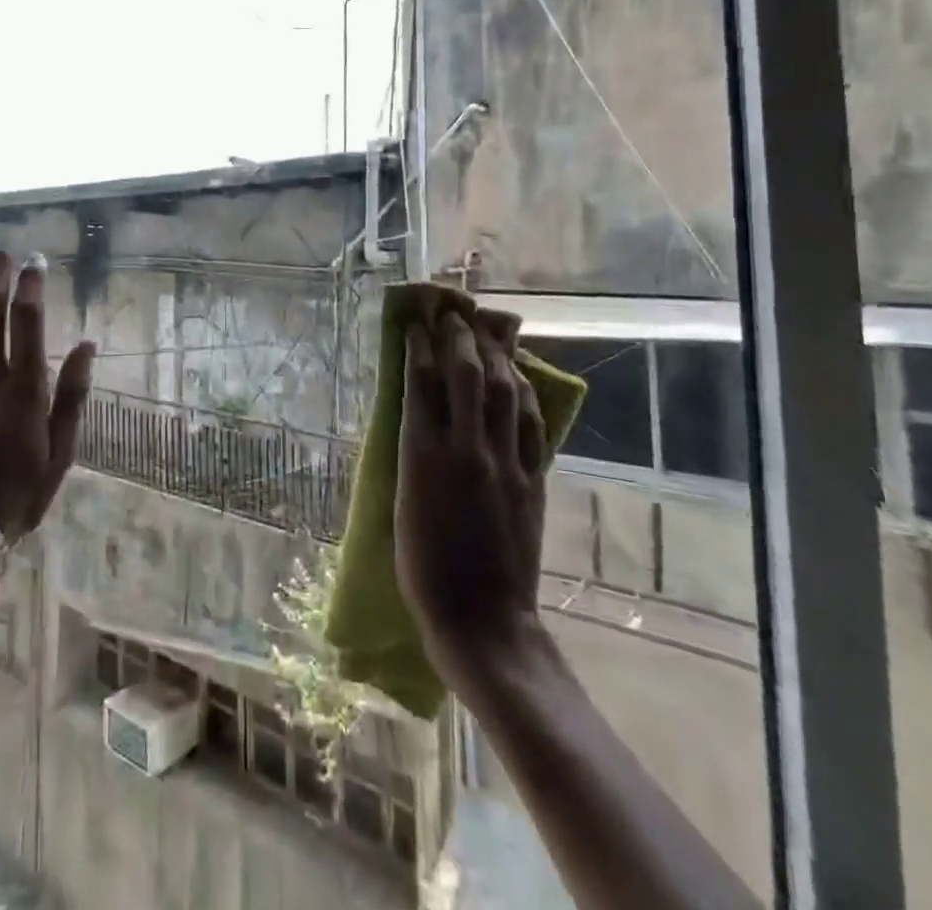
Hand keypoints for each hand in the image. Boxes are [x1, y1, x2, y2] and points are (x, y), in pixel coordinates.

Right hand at [394, 305, 556, 695]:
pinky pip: (531, 422)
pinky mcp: (532, 479)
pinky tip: (518, 374)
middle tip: (453, 312)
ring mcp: (505, 462)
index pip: (421, 382)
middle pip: (465, 375)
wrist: (482, 619)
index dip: (419, 345)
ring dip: (495, 352)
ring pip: (504, 390)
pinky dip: (524, 390)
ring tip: (487, 327)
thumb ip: (409, 452)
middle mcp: (466, 448)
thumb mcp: (399, 503)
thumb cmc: (422, 567)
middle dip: (459, 336)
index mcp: (423, 455)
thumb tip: (414, 411)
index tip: (417, 322)